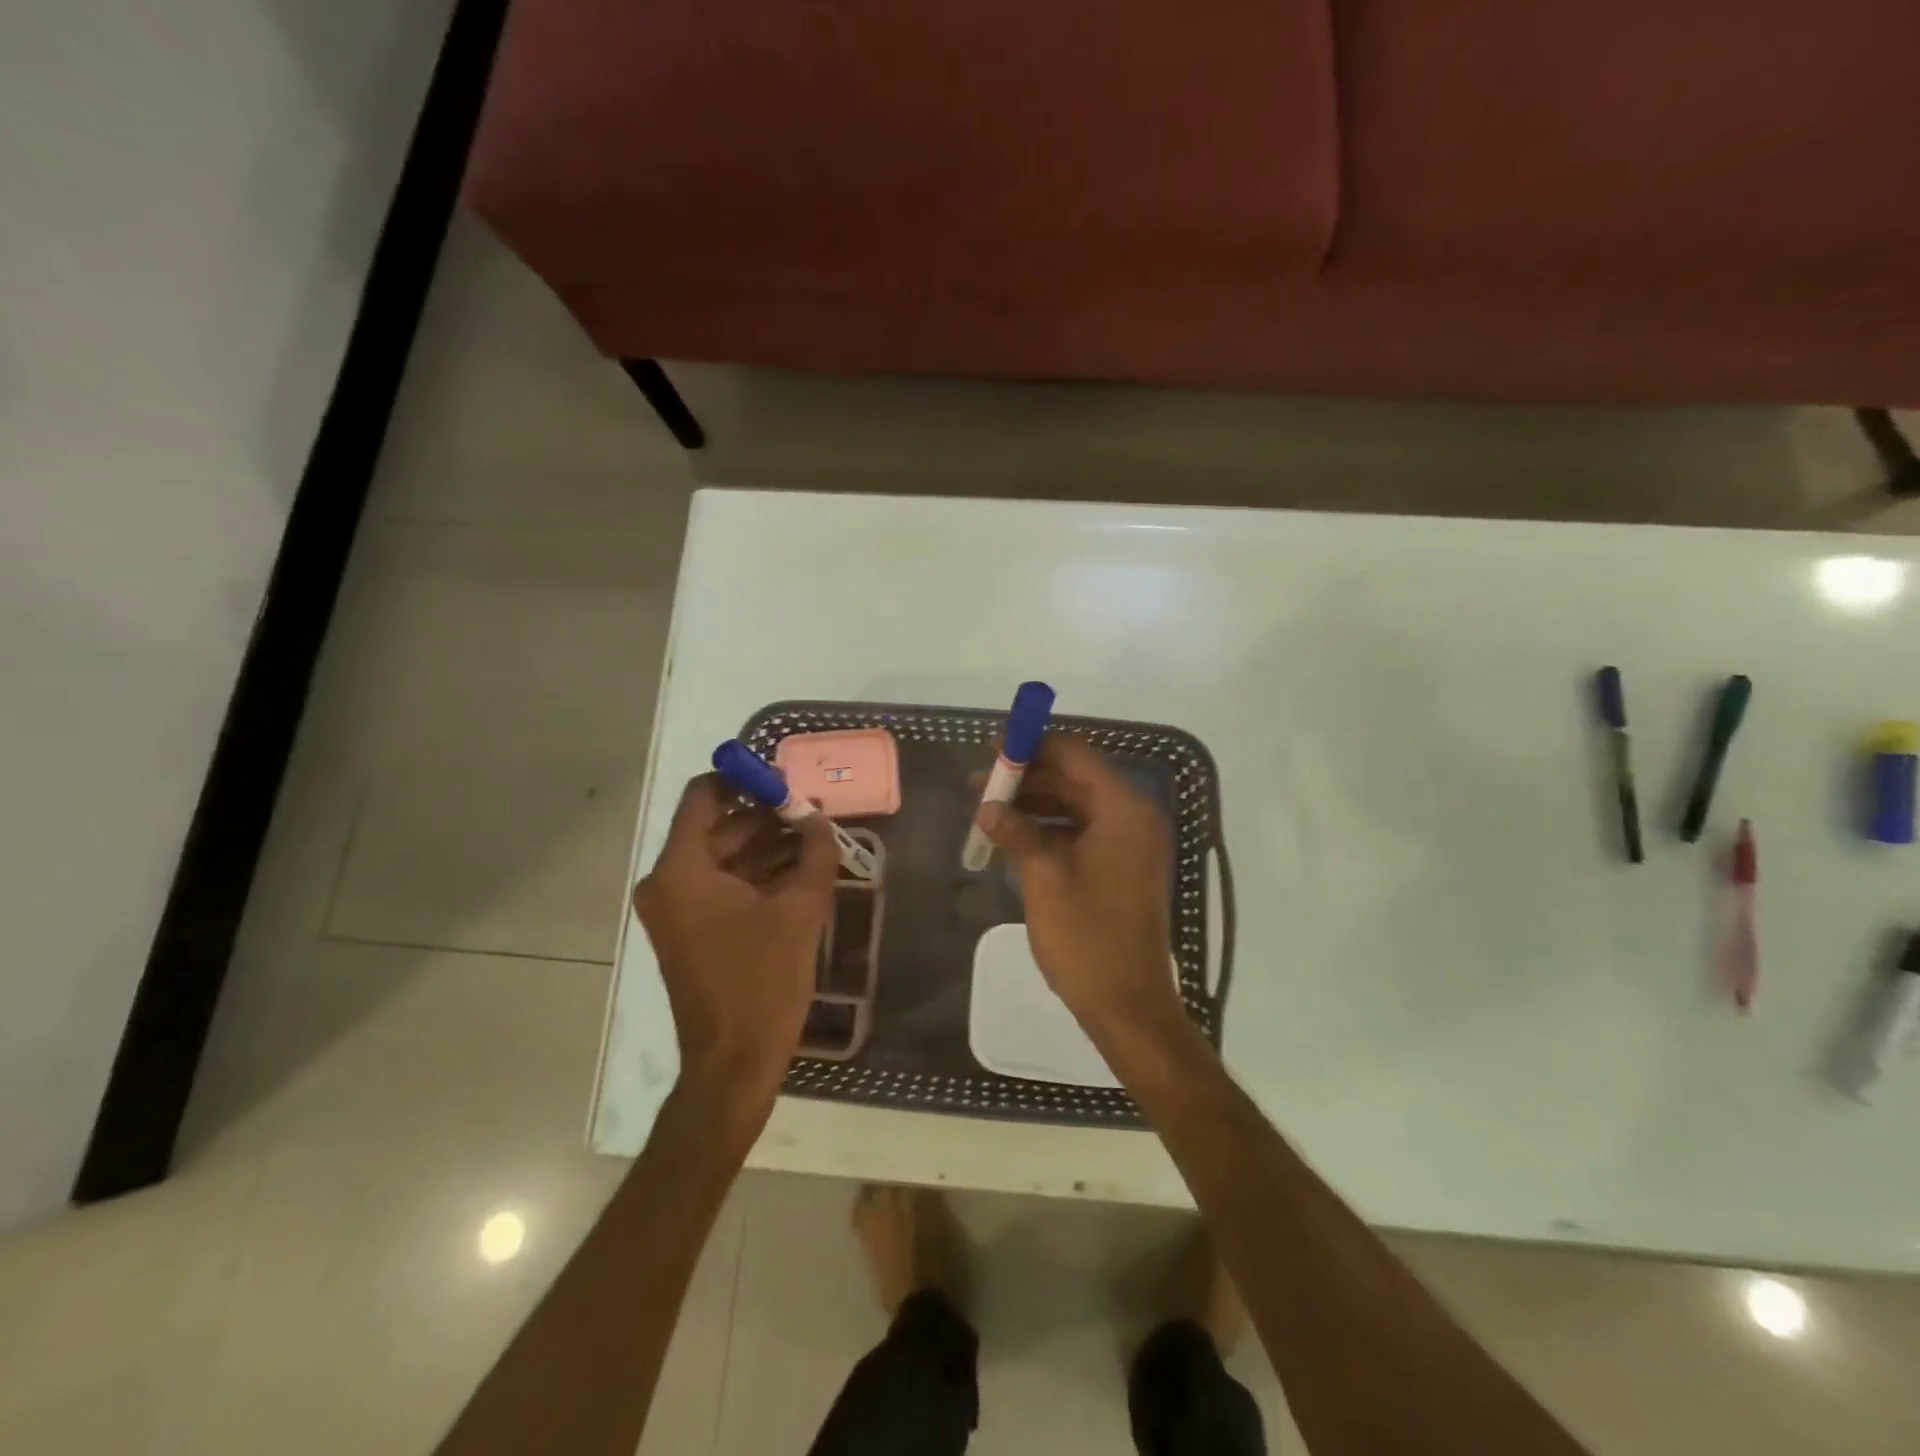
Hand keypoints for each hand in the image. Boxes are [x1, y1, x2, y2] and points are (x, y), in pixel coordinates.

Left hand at [633, 774, 837, 1102]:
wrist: (734, 1062)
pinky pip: (723, 884)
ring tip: (816, 841)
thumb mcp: (800, 909)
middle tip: (814, 814)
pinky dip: (757, 874)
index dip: (745, 780)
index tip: (786, 782)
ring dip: (767, 846)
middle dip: (767, 817)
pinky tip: (801, 872)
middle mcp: (668, 881)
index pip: (704, 796)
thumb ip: (815, 853)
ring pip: (724, 856)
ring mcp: (676, 908)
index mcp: (682, 869)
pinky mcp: (690, 929)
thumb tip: (820, 820)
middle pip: (718, 826)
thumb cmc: (762, 981)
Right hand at [976, 736, 1184, 1040]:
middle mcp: (1133, 816)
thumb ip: (1015, 830)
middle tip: (981, 780)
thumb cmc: (1086, 936)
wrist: (1126, 1003)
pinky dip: (1048, 827)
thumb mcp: (1043, 876)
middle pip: (1075, 777)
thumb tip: (987, 806)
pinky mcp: (1120, 865)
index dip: (1032, 746)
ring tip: (988, 807)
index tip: (992, 747)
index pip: (1075, 755)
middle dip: (1028, 776)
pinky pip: (1082, 830)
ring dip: (1034, 802)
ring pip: (1076, 804)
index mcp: (1123, 809)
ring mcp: (1129, 842)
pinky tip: (1013, 834)